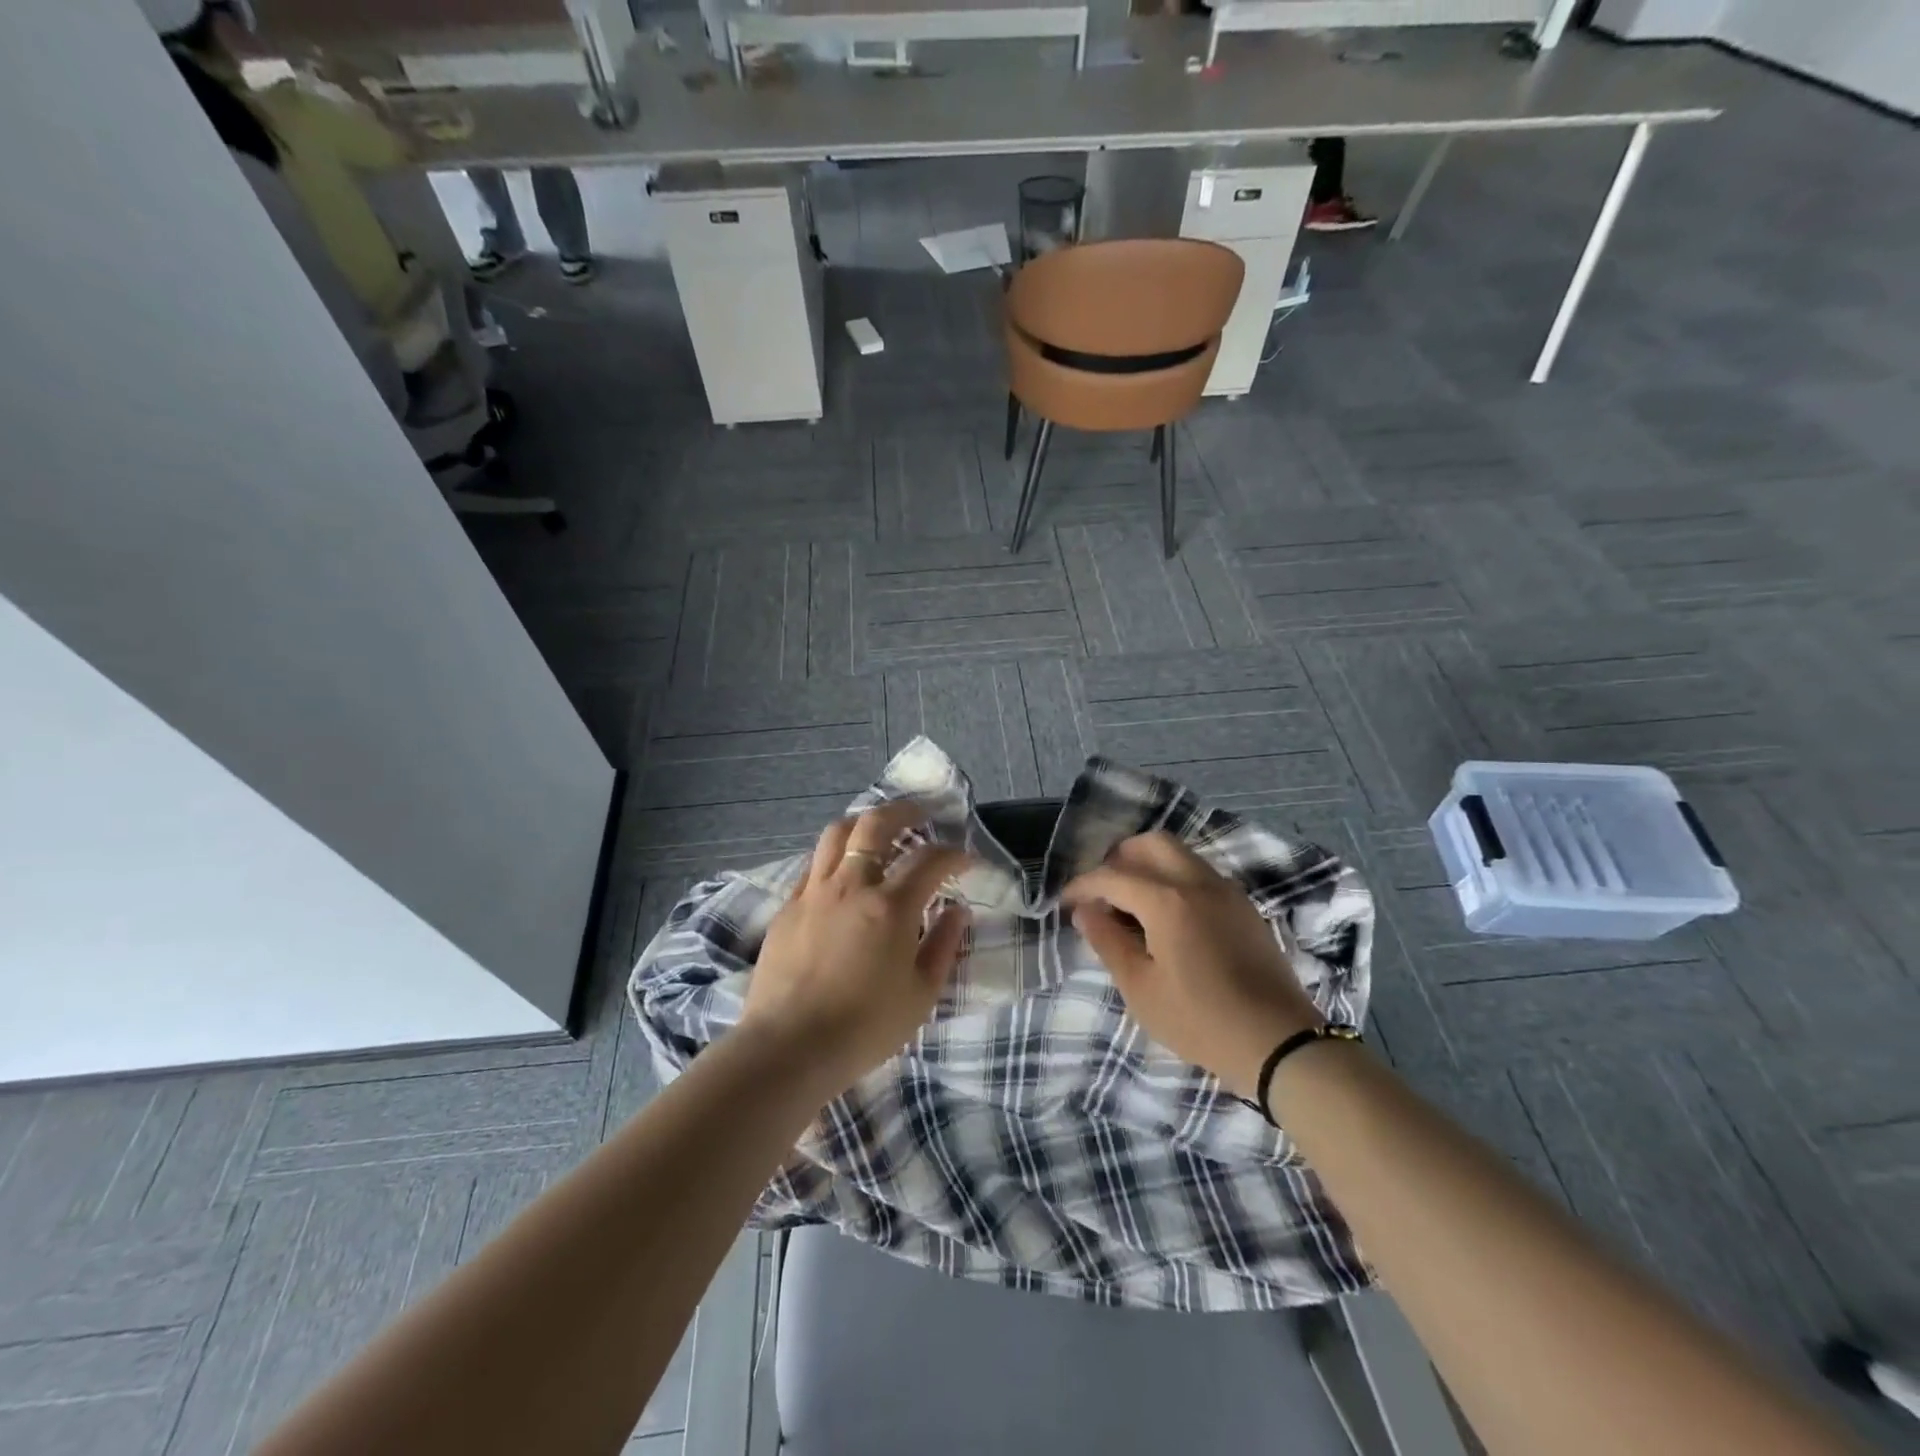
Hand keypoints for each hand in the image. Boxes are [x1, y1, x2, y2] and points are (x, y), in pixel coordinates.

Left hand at [740, 800, 970, 1096]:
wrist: (789, 1047)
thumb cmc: (865, 1027)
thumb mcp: (921, 994)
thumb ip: (944, 945)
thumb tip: (957, 911)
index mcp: (891, 906)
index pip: (929, 860)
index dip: (953, 854)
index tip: (965, 860)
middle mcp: (851, 885)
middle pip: (876, 825)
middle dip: (904, 811)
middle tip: (920, 814)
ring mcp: (814, 892)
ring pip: (836, 834)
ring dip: (863, 823)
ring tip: (877, 830)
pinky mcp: (788, 907)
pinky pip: (813, 863)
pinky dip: (834, 855)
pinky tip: (842, 871)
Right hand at [1062, 832, 1322, 1099]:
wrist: (1279, 1042)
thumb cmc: (1200, 1020)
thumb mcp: (1141, 988)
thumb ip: (1108, 942)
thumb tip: (1085, 910)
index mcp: (1167, 900)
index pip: (1112, 875)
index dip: (1082, 886)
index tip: (1065, 903)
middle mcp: (1197, 882)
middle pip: (1152, 843)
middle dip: (1119, 858)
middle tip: (1102, 890)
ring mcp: (1226, 891)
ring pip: (1180, 854)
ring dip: (1149, 864)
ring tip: (1131, 901)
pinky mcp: (1244, 907)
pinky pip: (1200, 873)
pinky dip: (1174, 877)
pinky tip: (1167, 915)